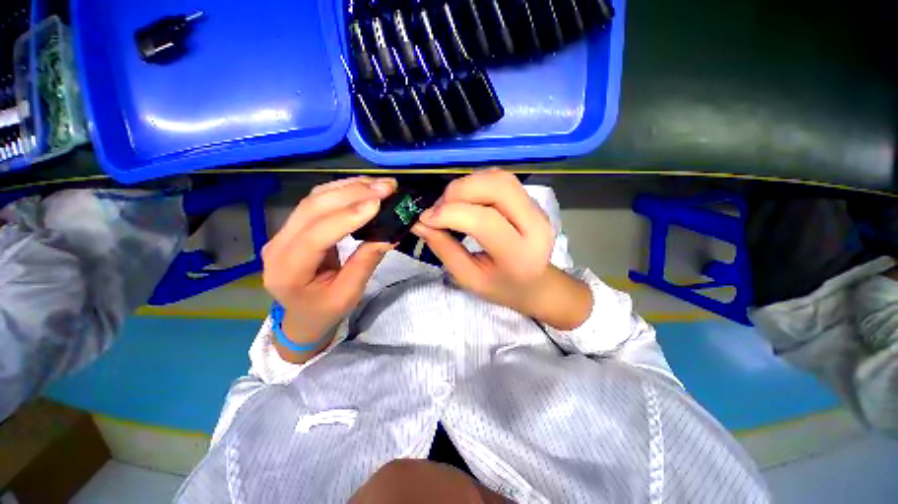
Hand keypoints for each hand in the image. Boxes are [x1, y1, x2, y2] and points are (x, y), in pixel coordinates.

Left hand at [262, 177, 396, 361]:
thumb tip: (390, 234)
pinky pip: (317, 200)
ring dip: (349, 187)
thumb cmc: (324, 311)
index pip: (316, 236)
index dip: (347, 217)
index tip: (379, 203)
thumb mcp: (349, 294)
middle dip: (353, 194)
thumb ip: (366, 262)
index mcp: (288, 271)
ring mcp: (283, 232)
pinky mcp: (294, 226)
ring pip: (314, 198)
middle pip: (313, 208)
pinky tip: (363, 186)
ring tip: (379, 184)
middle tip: (387, 187)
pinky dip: (342, 190)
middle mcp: (278, 245)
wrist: (302, 315)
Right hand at [412, 170, 591, 329]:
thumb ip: (445, 249)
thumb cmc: (501, 286)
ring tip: (450, 204)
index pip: (485, 221)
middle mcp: (536, 225)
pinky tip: (466, 199)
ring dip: (467, 184)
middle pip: (498, 188)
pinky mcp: (532, 200)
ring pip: (500, 178)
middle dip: (459, 191)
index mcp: (520, 255)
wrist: (534, 283)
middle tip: (438, 208)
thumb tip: (419, 223)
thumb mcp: (469, 278)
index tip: (425, 218)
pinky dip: (477, 182)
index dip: (451, 214)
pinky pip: (502, 179)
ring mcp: (537, 209)